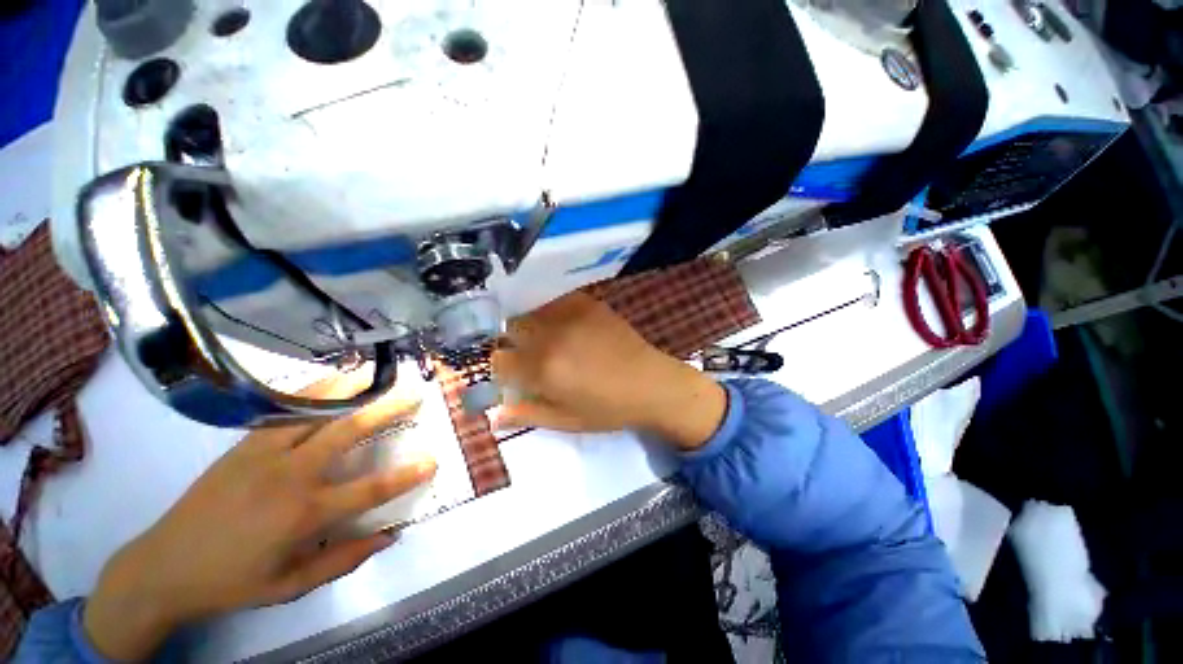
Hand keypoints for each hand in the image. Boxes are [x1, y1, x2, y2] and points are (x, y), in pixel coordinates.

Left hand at [83, 371, 435, 660]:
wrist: (162, 566)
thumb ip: (342, 559)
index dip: (405, 475)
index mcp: (302, 514)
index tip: (432, 459)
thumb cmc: (231, 582)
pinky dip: (313, 393)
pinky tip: (330, 383)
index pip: (369, 490)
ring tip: (375, 373)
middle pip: (347, 431)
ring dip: (350, 389)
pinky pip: (285, 411)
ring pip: (315, 411)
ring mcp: (263, 453)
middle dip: (386, 409)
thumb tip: (388, 536)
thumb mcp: (290, 587)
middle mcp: (289, 475)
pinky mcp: (243, 444)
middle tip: (413, 394)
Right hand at [490, 292, 725, 449]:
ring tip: (550, 339)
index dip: (504, 369)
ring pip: (531, 311)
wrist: (650, 383)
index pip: (498, 360)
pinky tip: (566, 325)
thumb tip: (493, 417)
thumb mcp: (566, 420)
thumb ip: (527, 414)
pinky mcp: (587, 303)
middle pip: (511, 329)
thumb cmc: (608, 409)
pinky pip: (555, 300)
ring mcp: (570, 315)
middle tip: (532, 355)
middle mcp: (551, 336)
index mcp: (542, 369)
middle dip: (515, 343)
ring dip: (532, 325)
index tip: (516, 374)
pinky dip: (552, 311)